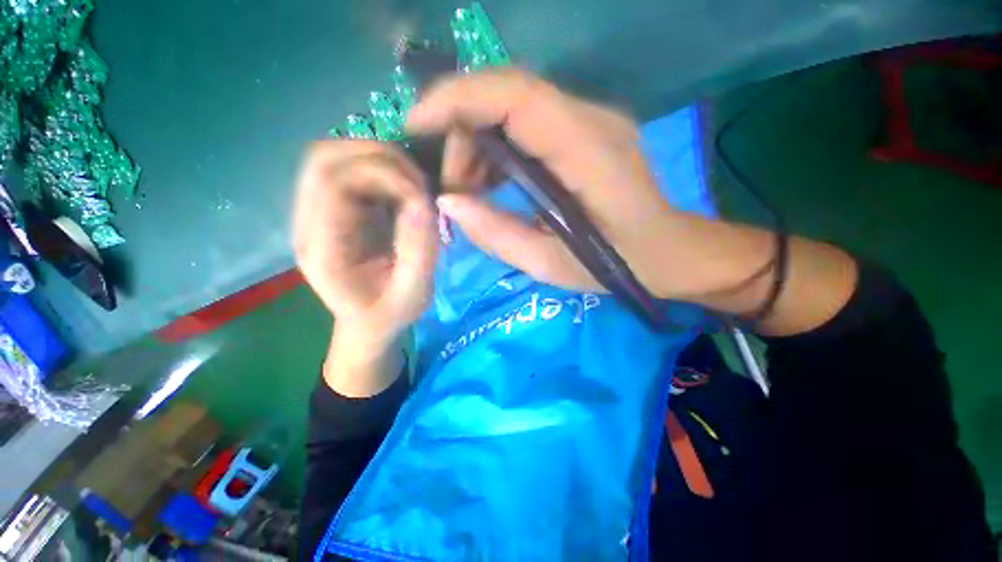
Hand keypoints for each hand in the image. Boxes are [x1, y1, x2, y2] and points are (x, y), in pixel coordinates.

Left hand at [292, 140, 436, 345]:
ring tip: (412, 182)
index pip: (334, 183)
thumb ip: (419, 250)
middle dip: (377, 157)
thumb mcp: (413, 292)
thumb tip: (424, 201)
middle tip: (417, 179)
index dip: (382, 175)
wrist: (369, 323)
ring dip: (376, 158)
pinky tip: (402, 187)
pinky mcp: (334, 210)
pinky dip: (378, 168)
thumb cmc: (389, 314)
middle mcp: (309, 223)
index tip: (420, 194)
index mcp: (323, 248)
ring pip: (332, 158)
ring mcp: (317, 213)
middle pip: (323, 160)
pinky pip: (347, 171)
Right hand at [405, 69, 673, 294]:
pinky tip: (492, 184)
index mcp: (588, 150)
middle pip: (506, 95)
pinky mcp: (584, 131)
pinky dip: (496, 150)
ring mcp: (590, 120)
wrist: (668, 251)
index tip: (414, 125)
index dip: (456, 99)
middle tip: (451, 187)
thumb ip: (498, 235)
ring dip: (477, 144)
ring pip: (512, 107)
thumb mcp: (551, 264)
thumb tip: (448, 203)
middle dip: (462, 133)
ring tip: (469, 192)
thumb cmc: (618, 264)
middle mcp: (591, 119)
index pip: (514, 95)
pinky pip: (526, 124)